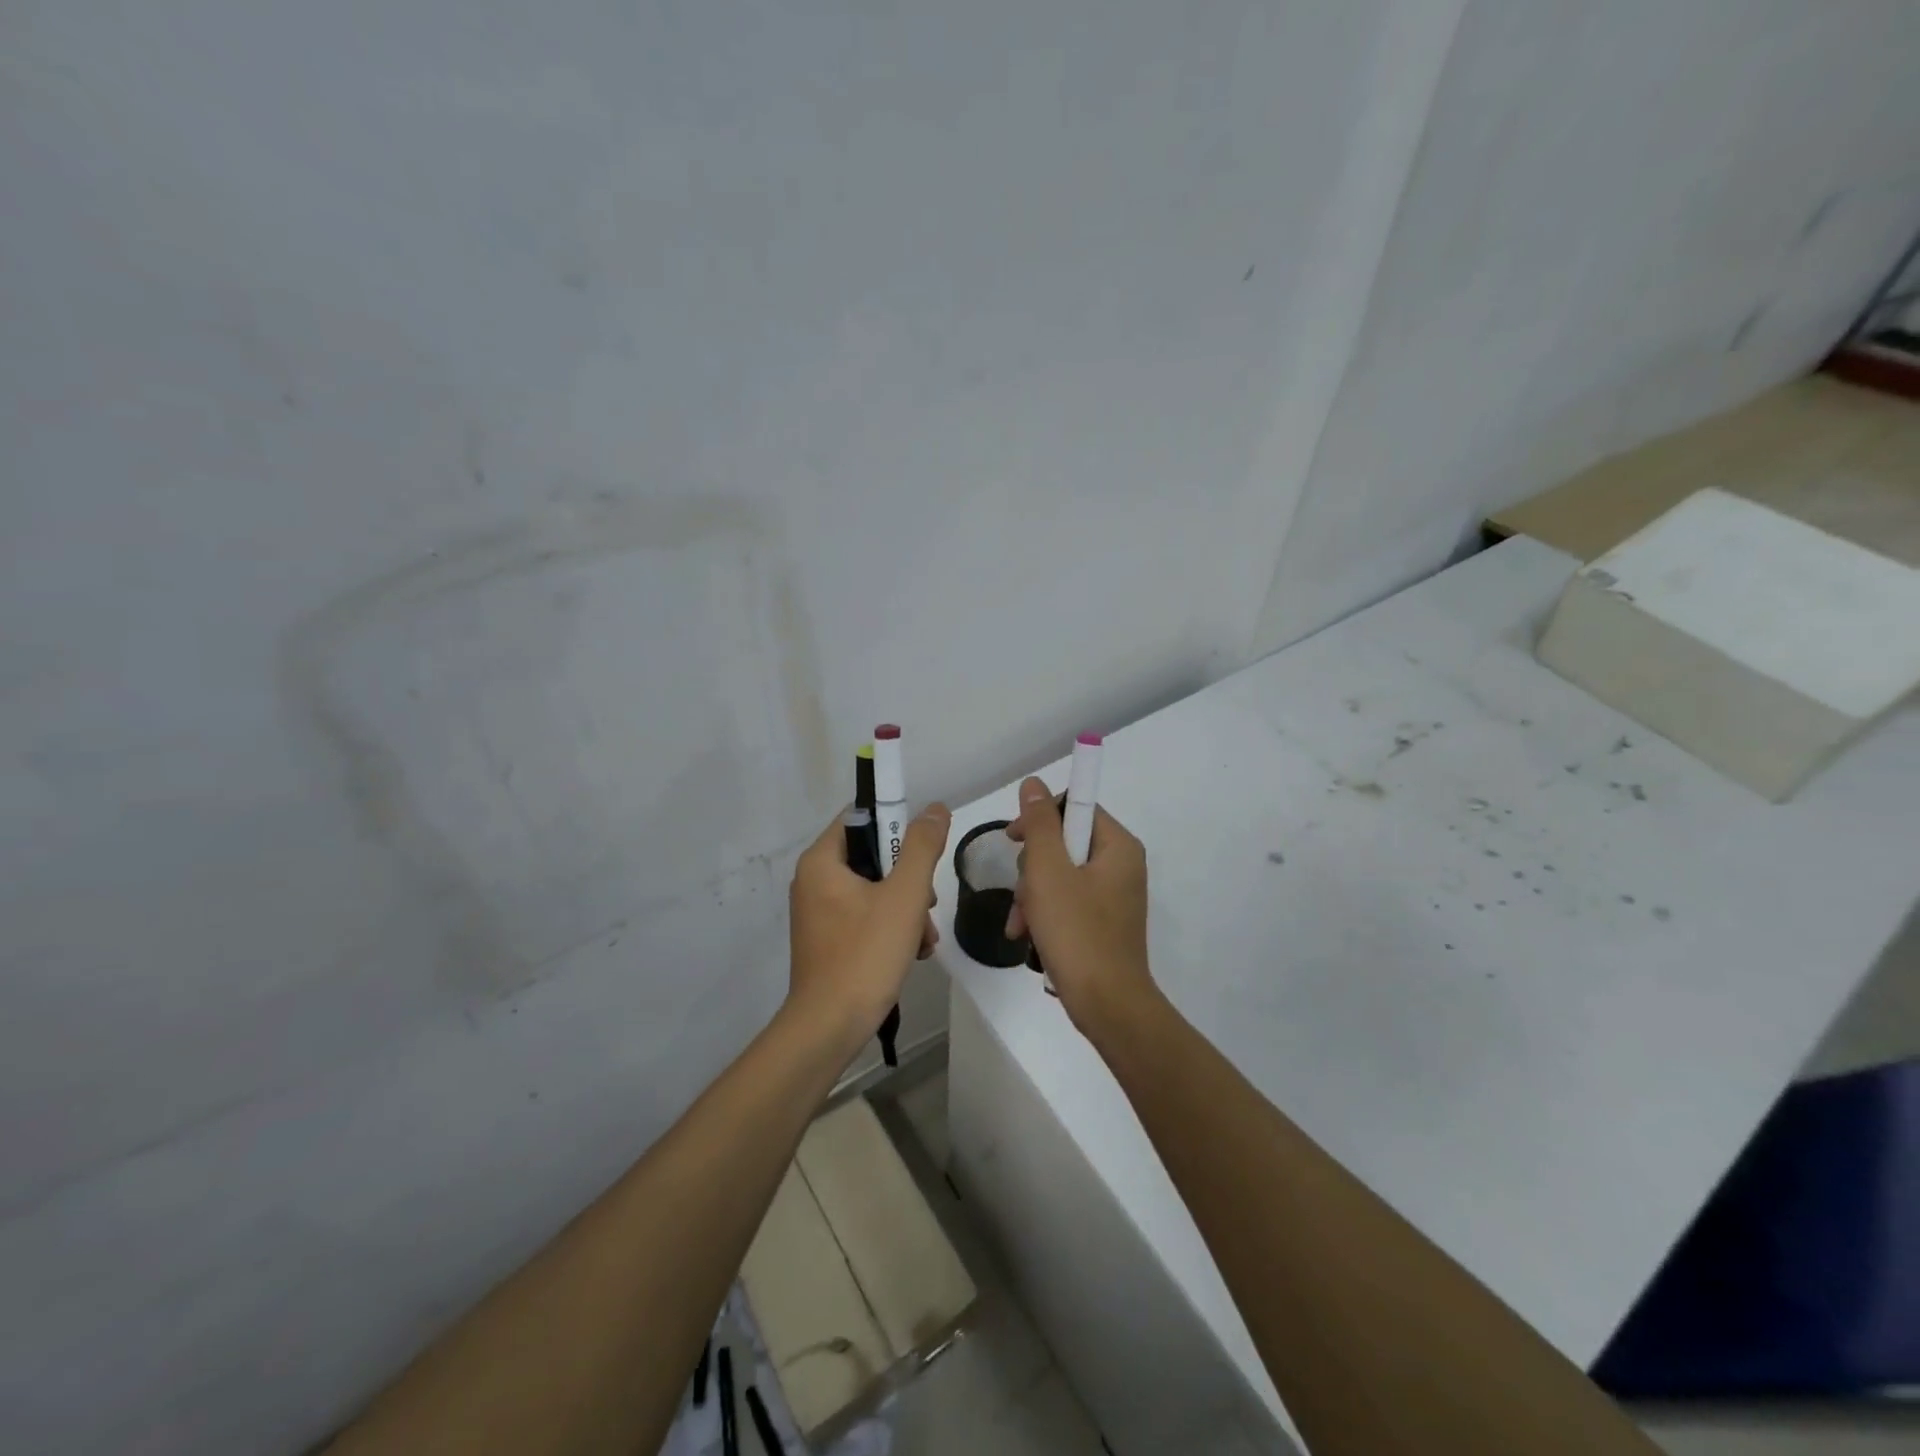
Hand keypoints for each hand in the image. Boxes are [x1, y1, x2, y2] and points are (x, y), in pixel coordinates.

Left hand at [787, 803, 951, 1043]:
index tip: (923, 852)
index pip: (861, 817)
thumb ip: (921, 846)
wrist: (830, 1028)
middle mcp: (813, 880)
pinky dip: (890, 926)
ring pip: (873, 889)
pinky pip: (865, 916)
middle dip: (908, 878)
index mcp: (821, 860)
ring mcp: (819, 912)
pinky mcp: (828, 939)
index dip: (896, 825)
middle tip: (925, 904)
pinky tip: (912, 951)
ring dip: (905, 907)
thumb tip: (935, 808)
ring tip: (923, 937)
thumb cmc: (865, 954)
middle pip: (872, 856)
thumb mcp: (904, 895)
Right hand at [1004, 777, 1156, 1033]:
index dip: (1040, 818)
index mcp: (1118, 846)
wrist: (1107, 1005)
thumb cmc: (1077, 932)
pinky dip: (1044, 915)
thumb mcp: (1048, 871)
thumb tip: (1034, 784)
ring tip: (1021, 924)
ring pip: (1059, 875)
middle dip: (1032, 868)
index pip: (1074, 806)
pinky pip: (1067, 902)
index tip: (1014, 839)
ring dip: (1032, 895)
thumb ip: (1039, 823)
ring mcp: (1113, 896)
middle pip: (1064, 843)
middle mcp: (1121, 865)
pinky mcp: (1102, 922)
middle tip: (1022, 893)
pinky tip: (1027, 937)